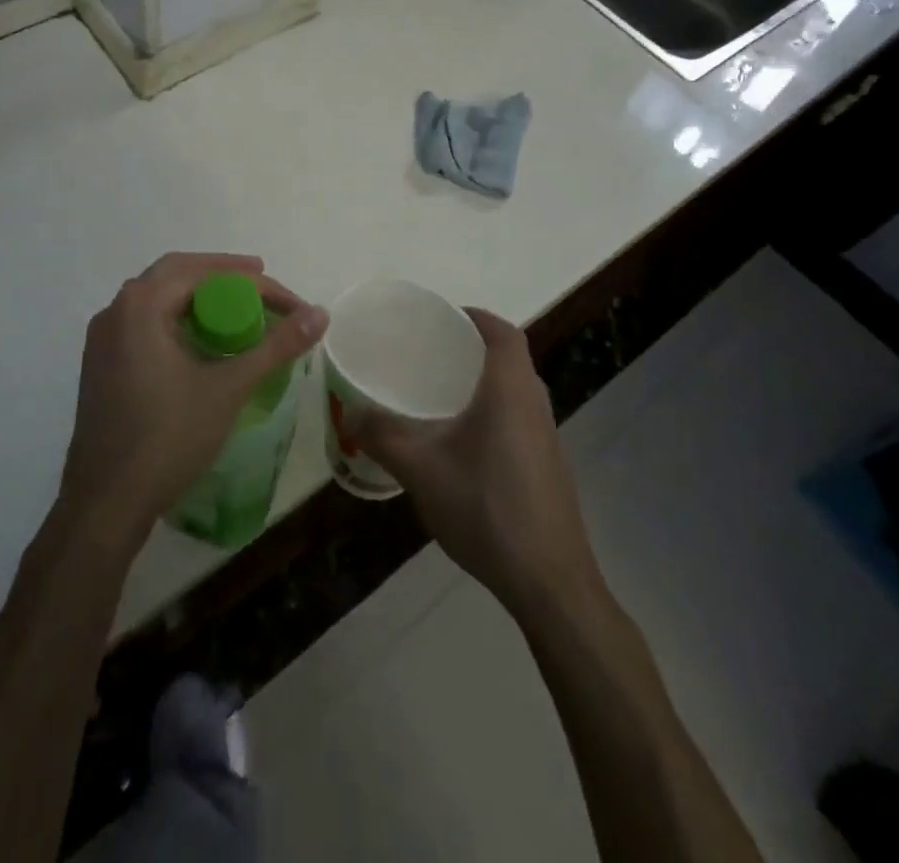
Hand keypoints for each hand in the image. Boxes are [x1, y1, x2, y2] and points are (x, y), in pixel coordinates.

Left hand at [58, 252, 325, 550]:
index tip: (291, 303)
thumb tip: (321, 313)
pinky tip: (199, 338)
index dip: (254, 283)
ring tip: (236, 305)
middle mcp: (115, 310)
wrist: (105, 503)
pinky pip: (143, 320)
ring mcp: (102, 338)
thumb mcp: (229, 389)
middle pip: (175, 272)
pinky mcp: (100, 363)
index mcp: (141, 306)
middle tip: (261, 283)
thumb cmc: (168, 439)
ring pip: (156, 296)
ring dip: (197, 293)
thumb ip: (276, 347)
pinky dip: (176, 316)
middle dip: (222, 274)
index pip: (204, 272)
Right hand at [346, 307, 600, 617]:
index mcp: (511, 390)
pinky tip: (461, 443)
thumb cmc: (486, 508)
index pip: (503, 332)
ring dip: (483, 382)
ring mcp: (547, 438)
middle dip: (472, 348)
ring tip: (439, 393)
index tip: (443, 317)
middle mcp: (535, 405)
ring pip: (515, 391)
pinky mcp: (548, 467)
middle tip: (430, 353)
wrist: (549, 582)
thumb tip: (349, 411)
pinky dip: (492, 412)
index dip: (475, 317)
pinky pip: (518, 419)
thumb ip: (382, 436)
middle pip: (510, 358)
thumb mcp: (421, 470)